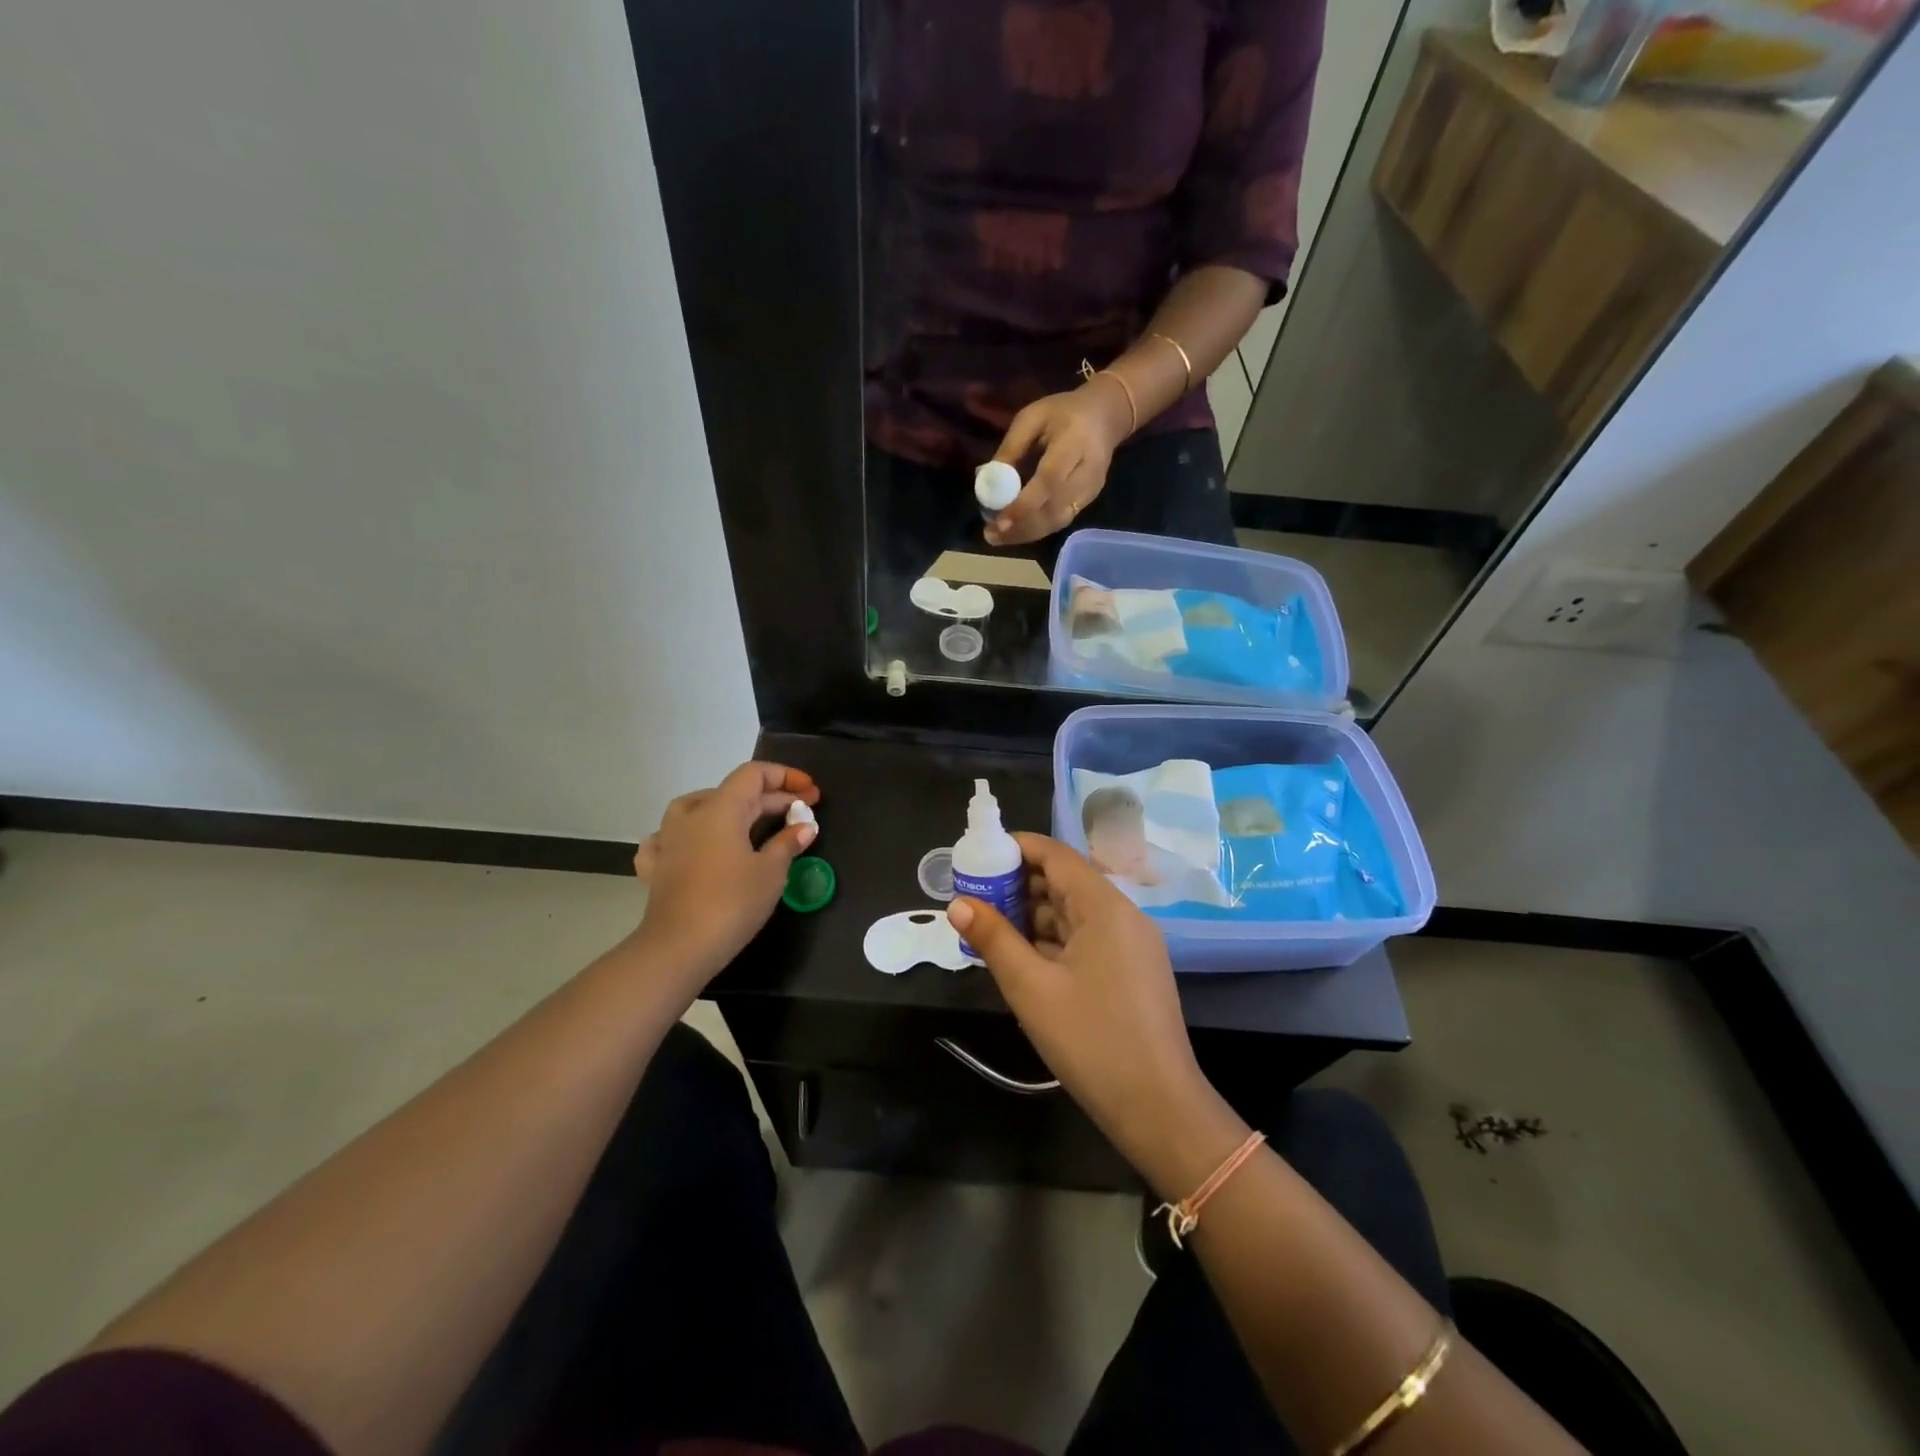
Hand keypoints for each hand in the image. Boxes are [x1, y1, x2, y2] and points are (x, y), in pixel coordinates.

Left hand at [632, 762, 819, 990]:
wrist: (678, 948)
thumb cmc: (732, 903)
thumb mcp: (771, 872)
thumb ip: (788, 843)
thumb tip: (805, 826)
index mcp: (720, 808)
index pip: (754, 774)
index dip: (786, 777)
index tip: (811, 792)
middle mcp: (691, 815)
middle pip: (734, 793)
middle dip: (771, 799)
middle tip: (801, 814)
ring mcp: (669, 840)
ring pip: (698, 808)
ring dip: (729, 810)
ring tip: (749, 822)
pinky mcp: (657, 867)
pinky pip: (670, 839)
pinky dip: (689, 837)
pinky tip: (694, 846)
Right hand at [947, 833, 1224, 1181]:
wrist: (1158, 1108)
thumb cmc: (1091, 1040)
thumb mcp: (1031, 988)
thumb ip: (994, 939)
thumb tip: (958, 904)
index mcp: (1105, 907)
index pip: (1057, 855)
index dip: (1017, 848)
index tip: (978, 856)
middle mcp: (1123, 915)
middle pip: (1065, 881)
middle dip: (1019, 884)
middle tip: (974, 896)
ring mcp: (1131, 945)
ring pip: (1074, 913)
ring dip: (1033, 915)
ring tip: (989, 926)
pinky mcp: (1132, 971)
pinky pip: (1086, 939)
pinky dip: (1053, 940)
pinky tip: (1022, 956)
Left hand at [984, 381, 1130, 546]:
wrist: (1105, 417)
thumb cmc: (1063, 412)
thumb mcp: (1032, 417)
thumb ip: (1011, 448)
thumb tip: (987, 481)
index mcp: (1074, 443)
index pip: (1049, 481)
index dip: (1024, 505)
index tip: (999, 521)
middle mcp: (1087, 473)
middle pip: (1054, 510)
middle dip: (1020, 526)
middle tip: (990, 535)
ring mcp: (1091, 491)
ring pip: (1057, 522)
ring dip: (1026, 533)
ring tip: (997, 537)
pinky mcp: (1088, 501)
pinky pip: (1060, 521)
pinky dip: (1036, 530)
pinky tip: (1015, 531)